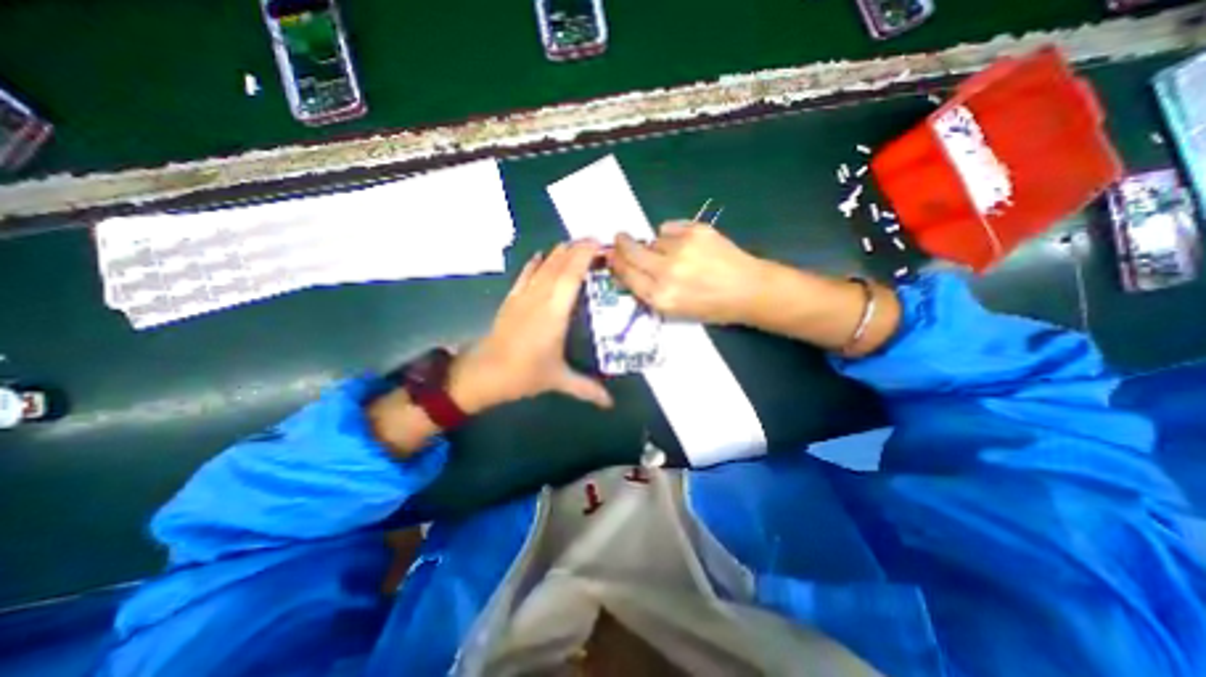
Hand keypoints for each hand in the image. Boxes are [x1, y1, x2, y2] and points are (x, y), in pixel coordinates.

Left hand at [444, 241, 611, 414]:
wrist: (483, 374)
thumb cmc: (523, 374)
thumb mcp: (559, 380)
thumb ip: (587, 389)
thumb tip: (611, 403)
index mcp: (554, 313)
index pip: (571, 275)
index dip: (585, 256)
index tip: (600, 244)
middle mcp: (539, 298)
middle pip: (559, 264)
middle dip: (577, 248)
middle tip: (596, 241)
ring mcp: (523, 296)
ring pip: (543, 266)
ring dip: (560, 252)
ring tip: (576, 244)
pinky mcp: (512, 299)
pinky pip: (526, 274)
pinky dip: (536, 263)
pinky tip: (542, 255)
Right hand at [607, 222, 765, 323]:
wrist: (747, 290)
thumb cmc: (710, 307)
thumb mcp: (674, 310)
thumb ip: (648, 291)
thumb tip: (626, 271)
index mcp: (660, 297)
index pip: (626, 274)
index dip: (615, 263)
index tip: (611, 256)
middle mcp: (666, 272)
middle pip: (631, 252)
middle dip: (622, 245)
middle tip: (620, 239)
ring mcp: (681, 249)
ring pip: (652, 239)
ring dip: (655, 245)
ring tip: (674, 254)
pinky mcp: (695, 231)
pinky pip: (668, 227)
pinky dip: (671, 234)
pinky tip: (685, 244)